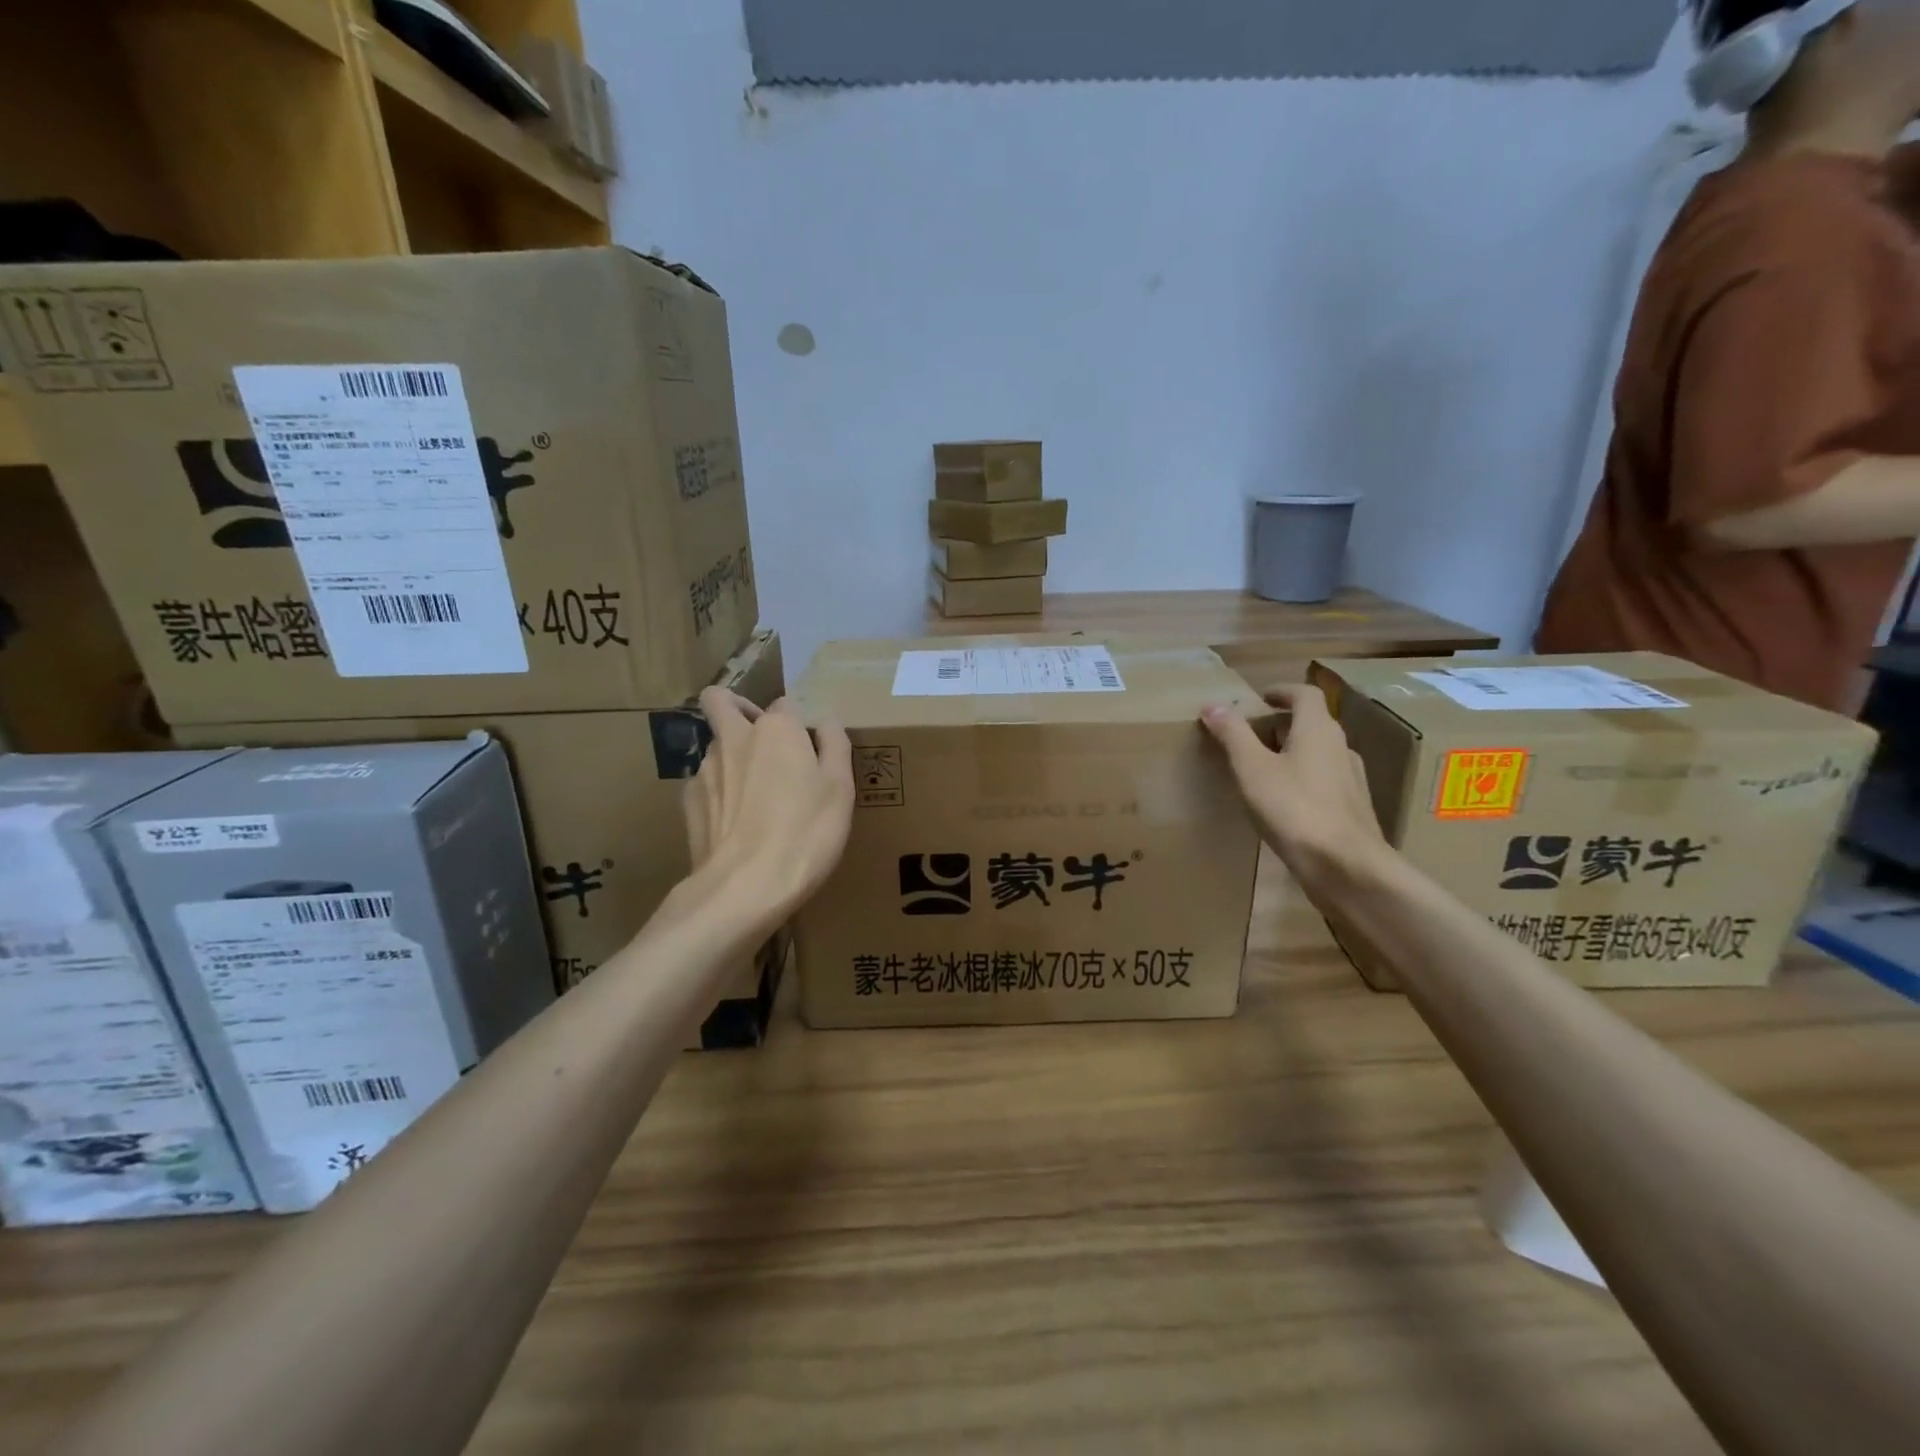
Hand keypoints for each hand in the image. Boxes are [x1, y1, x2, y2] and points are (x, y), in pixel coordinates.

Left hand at [684, 690, 854, 922]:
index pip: (785, 704)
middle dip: (736, 708)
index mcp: (776, 729)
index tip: (810, 749)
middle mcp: (735, 738)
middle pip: (720, 701)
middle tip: (760, 738)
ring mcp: (705, 769)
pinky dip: (718, 793)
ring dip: (731, 758)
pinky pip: (704, 784)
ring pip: (714, 746)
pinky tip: (735, 823)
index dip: (798, 722)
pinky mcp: (688, 802)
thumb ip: (835, 746)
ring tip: (755, 798)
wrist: (745, 886)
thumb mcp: (840, 789)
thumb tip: (826, 721)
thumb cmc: (805, 832)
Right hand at [1201, 684, 1385, 890]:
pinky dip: (1303, 779)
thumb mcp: (1252, 769)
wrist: (1345, 866)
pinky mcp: (1353, 808)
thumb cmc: (1294, 809)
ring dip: (1292, 753)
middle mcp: (1341, 747)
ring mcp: (1351, 779)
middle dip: (1281, 725)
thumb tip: (1214, 704)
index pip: (1304, 695)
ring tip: (1263, 769)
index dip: (1281, 692)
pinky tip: (1285, 803)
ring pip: (1319, 754)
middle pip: (1312, 724)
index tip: (1261, 698)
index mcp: (1318, 730)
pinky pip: (1324, 781)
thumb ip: (1233, 734)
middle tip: (1250, 737)